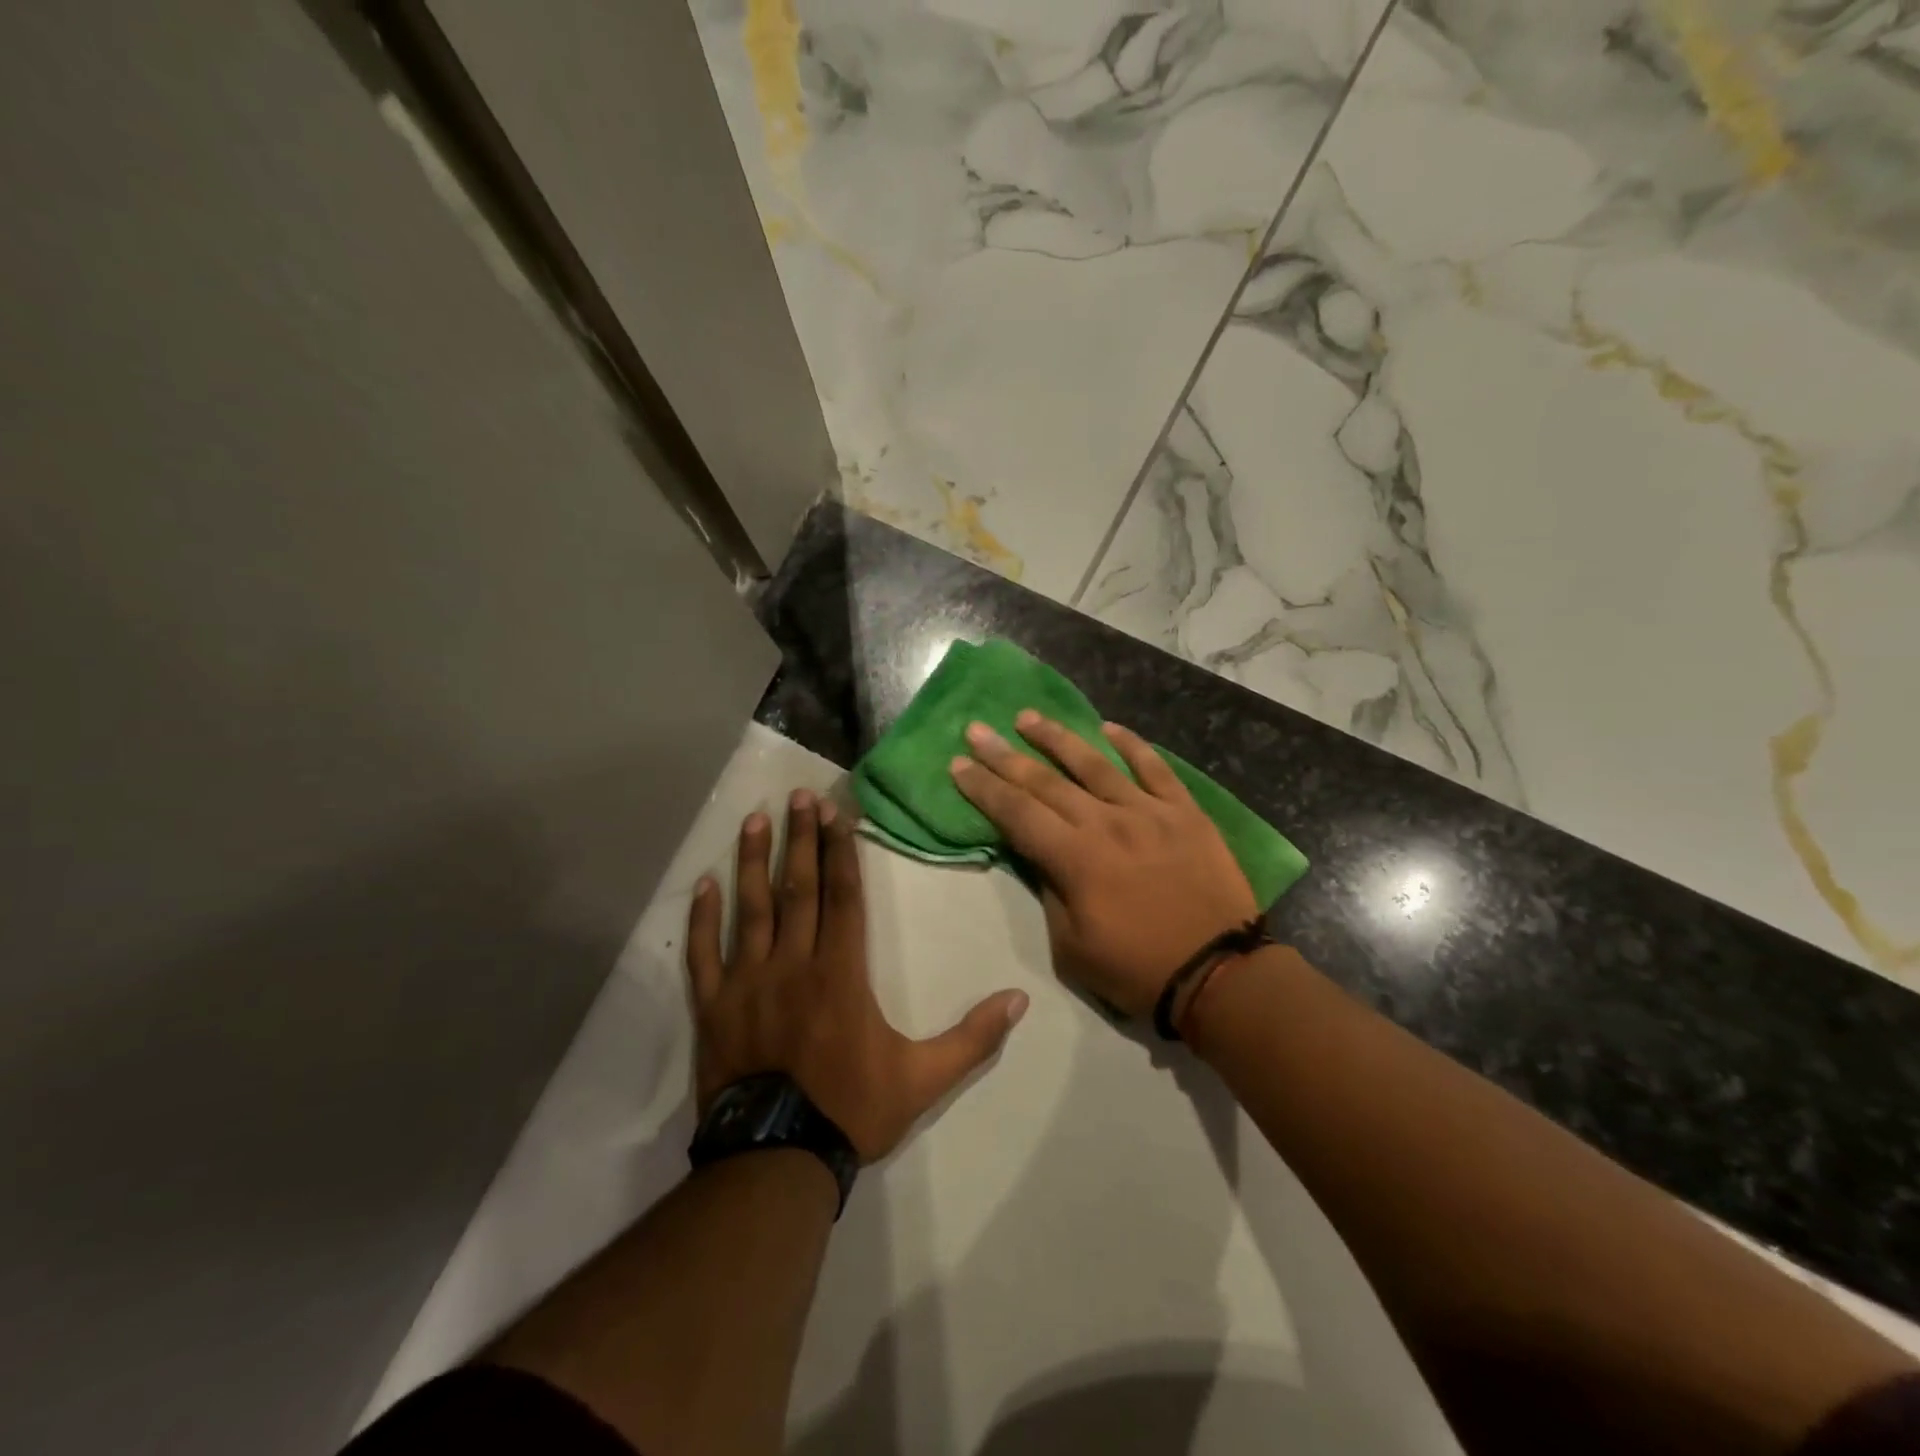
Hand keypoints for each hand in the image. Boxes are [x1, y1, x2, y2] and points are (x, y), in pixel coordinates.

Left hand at [686, 790, 1029, 1162]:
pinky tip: (702, 884)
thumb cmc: (851, 1110)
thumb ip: (973, 1038)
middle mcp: (793, 963)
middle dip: (801, 838)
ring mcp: (747, 982)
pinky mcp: (714, 1007)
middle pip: (798, 888)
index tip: (837, 813)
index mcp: (841, 973)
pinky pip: (705, 954)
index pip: (843, 896)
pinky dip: (703, 918)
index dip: (841, 851)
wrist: (775, 1161)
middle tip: (797, 796)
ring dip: (752, 861)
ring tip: (753, 819)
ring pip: (750, 908)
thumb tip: (1020, 1000)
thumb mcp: (924, 1079)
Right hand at [949, 713, 1256, 1020]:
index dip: (983, 787)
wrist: (1220, 974)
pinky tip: (1109, 728)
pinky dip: (1131, 745)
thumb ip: (1051, 892)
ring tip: (1028, 717)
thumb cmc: (1138, 970)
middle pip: (1045, 780)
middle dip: (1005, 755)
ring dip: (1057, 738)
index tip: (958, 764)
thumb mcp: (1072, 948)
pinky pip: (1155, 769)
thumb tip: (1041, 855)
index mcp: (1075, 858)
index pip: (1016, 812)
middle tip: (978, 730)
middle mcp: (1106, 822)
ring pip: (1094, 763)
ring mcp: (1149, 812)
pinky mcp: (1185, 812)